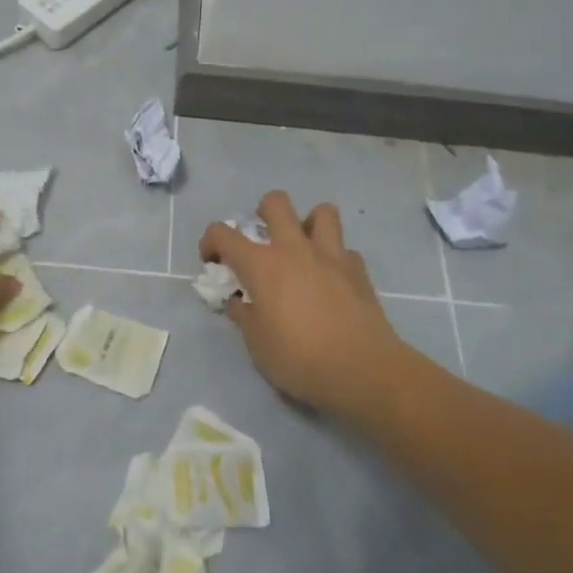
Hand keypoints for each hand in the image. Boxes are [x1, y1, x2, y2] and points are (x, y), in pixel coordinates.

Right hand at [199, 191, 411, 417]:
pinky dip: (335, 258)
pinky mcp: (358, 269)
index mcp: (262, 265)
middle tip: (263, 237)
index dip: (211, 241)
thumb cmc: (299, 359)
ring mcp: (330, 255)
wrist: (361, 370)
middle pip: (276, 203)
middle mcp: (294, 249)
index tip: (213, 260)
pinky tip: (332, 280)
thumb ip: (244, 316)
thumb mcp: (257, 345)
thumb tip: (239, 301)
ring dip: (308, 223)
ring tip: (304, 247)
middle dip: (263, 212)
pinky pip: (345, 250)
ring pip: (322, 212)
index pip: (224, 234)